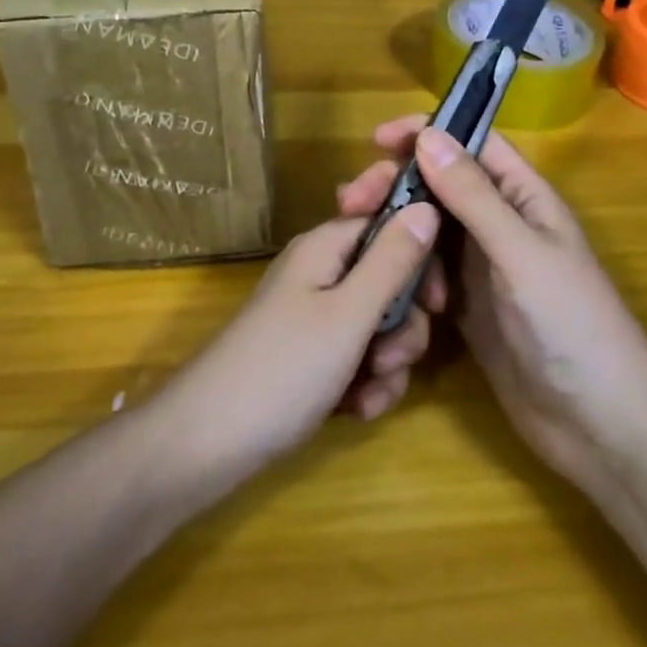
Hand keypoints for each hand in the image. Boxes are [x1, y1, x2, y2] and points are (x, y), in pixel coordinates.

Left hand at [156, 202, 445, 481]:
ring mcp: (316, 316)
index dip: (420, 252)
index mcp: (326, 247)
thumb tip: (427, 205)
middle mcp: (322, 272)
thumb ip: (392, 260)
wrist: (209, 442)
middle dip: (404, 322)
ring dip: (389, 360)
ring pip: (381, 324)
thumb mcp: (348, 314)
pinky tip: (357, 409)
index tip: (437, 296)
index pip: (389, 221)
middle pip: (391, 278)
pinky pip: (361, 356)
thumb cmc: (283, 367)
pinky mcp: (314, 355)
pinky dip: (368, 382)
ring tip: (369, 389)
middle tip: (393, 354)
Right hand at [338, 119, 646, 496]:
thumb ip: (473, 195)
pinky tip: (382, 284)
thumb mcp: (520, 252)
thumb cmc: (572, 325)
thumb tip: (427, 135)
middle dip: (398, 185)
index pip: (473, 144)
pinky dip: (404, 271)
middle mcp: (500, 224)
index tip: (377, 139)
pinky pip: (426, 273)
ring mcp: (482, 267)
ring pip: (428, 229)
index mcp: (524, 198)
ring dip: (396, 229)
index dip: (428, 132)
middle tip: (351, 200)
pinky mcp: (466, 307)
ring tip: (356, 238)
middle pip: (441, 185)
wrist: (599, 426)